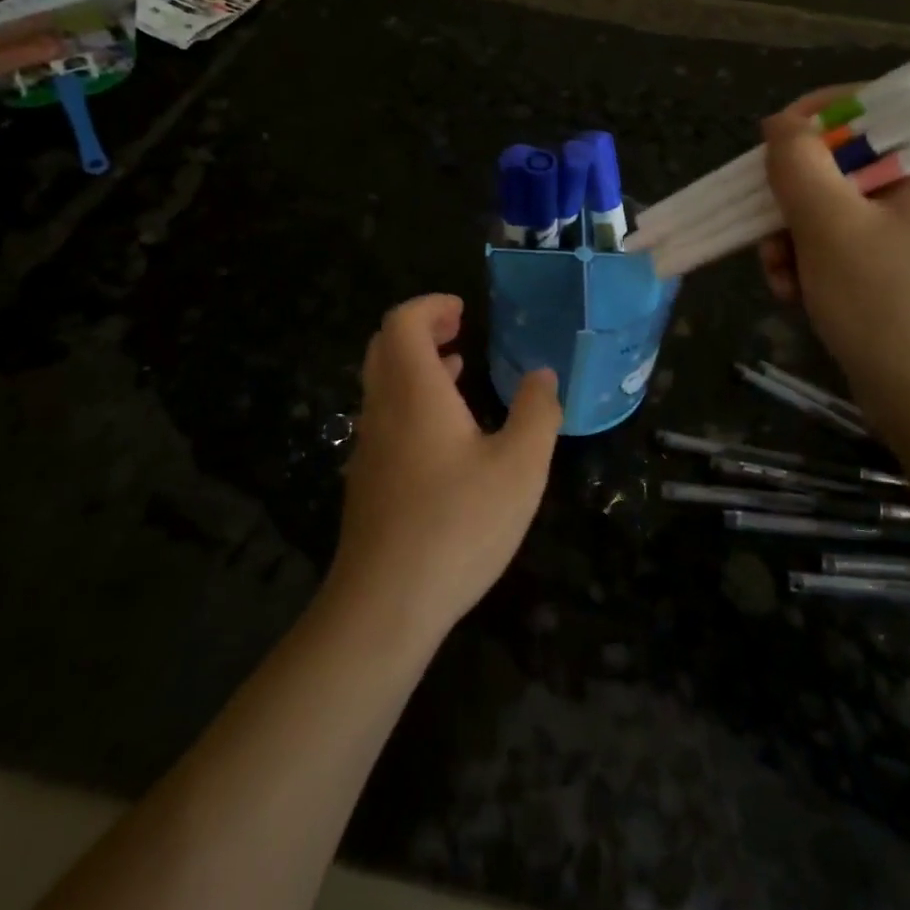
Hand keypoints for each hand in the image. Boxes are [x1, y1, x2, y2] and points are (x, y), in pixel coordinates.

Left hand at [329, 294, 562, 642]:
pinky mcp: (367, 479)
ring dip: (416, 365)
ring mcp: (369, 446)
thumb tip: (543, 375)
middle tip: (459, 330)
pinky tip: (446, 433)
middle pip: (385, 346)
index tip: (463, 311)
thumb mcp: (520, 467)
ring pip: (382, 383)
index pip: (402, 322)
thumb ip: (537, 413)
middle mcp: (382, 409)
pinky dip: (411, 400)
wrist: (385, 604)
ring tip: (457, 369)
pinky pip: (385, 417)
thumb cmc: (458, 524)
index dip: (430, 306)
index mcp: (414, 391)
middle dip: (421, 329)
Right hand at [758, 86, 909, 436]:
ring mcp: (907, 234)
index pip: (867, 112)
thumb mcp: (830, 226)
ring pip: (826, 211)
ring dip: (789, 240)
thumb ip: (799, 165)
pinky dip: (807, 265)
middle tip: (765, 231)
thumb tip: (779, 123)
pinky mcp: (889, 270)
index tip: (767, 148)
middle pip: (836, 167)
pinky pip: (835, 246)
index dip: (811, 121)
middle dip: (790, 202)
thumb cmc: (884, 302)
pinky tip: (793, 296)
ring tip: (781, 277)